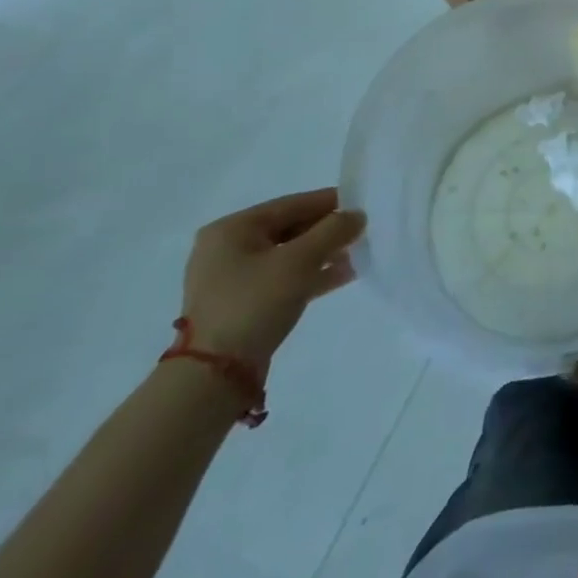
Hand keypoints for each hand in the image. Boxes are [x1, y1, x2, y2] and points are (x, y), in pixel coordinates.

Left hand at [180, 190, 365, 367]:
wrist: (214, 375)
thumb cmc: (254, 303)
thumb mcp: (300, 260)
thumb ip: (333, 231)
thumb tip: (357, 215)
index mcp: (232, 229)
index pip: (291, 204)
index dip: (330, 202)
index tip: (363, 204)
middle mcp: (227, 248)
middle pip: (290, 228)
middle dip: (328, 231)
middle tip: (363, 231)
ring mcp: (233, 279)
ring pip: (289, 255)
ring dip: (324, 254)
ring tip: (359, 253)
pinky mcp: (243, 304)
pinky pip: (284, 278)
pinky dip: (312, 274)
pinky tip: (343, 275)